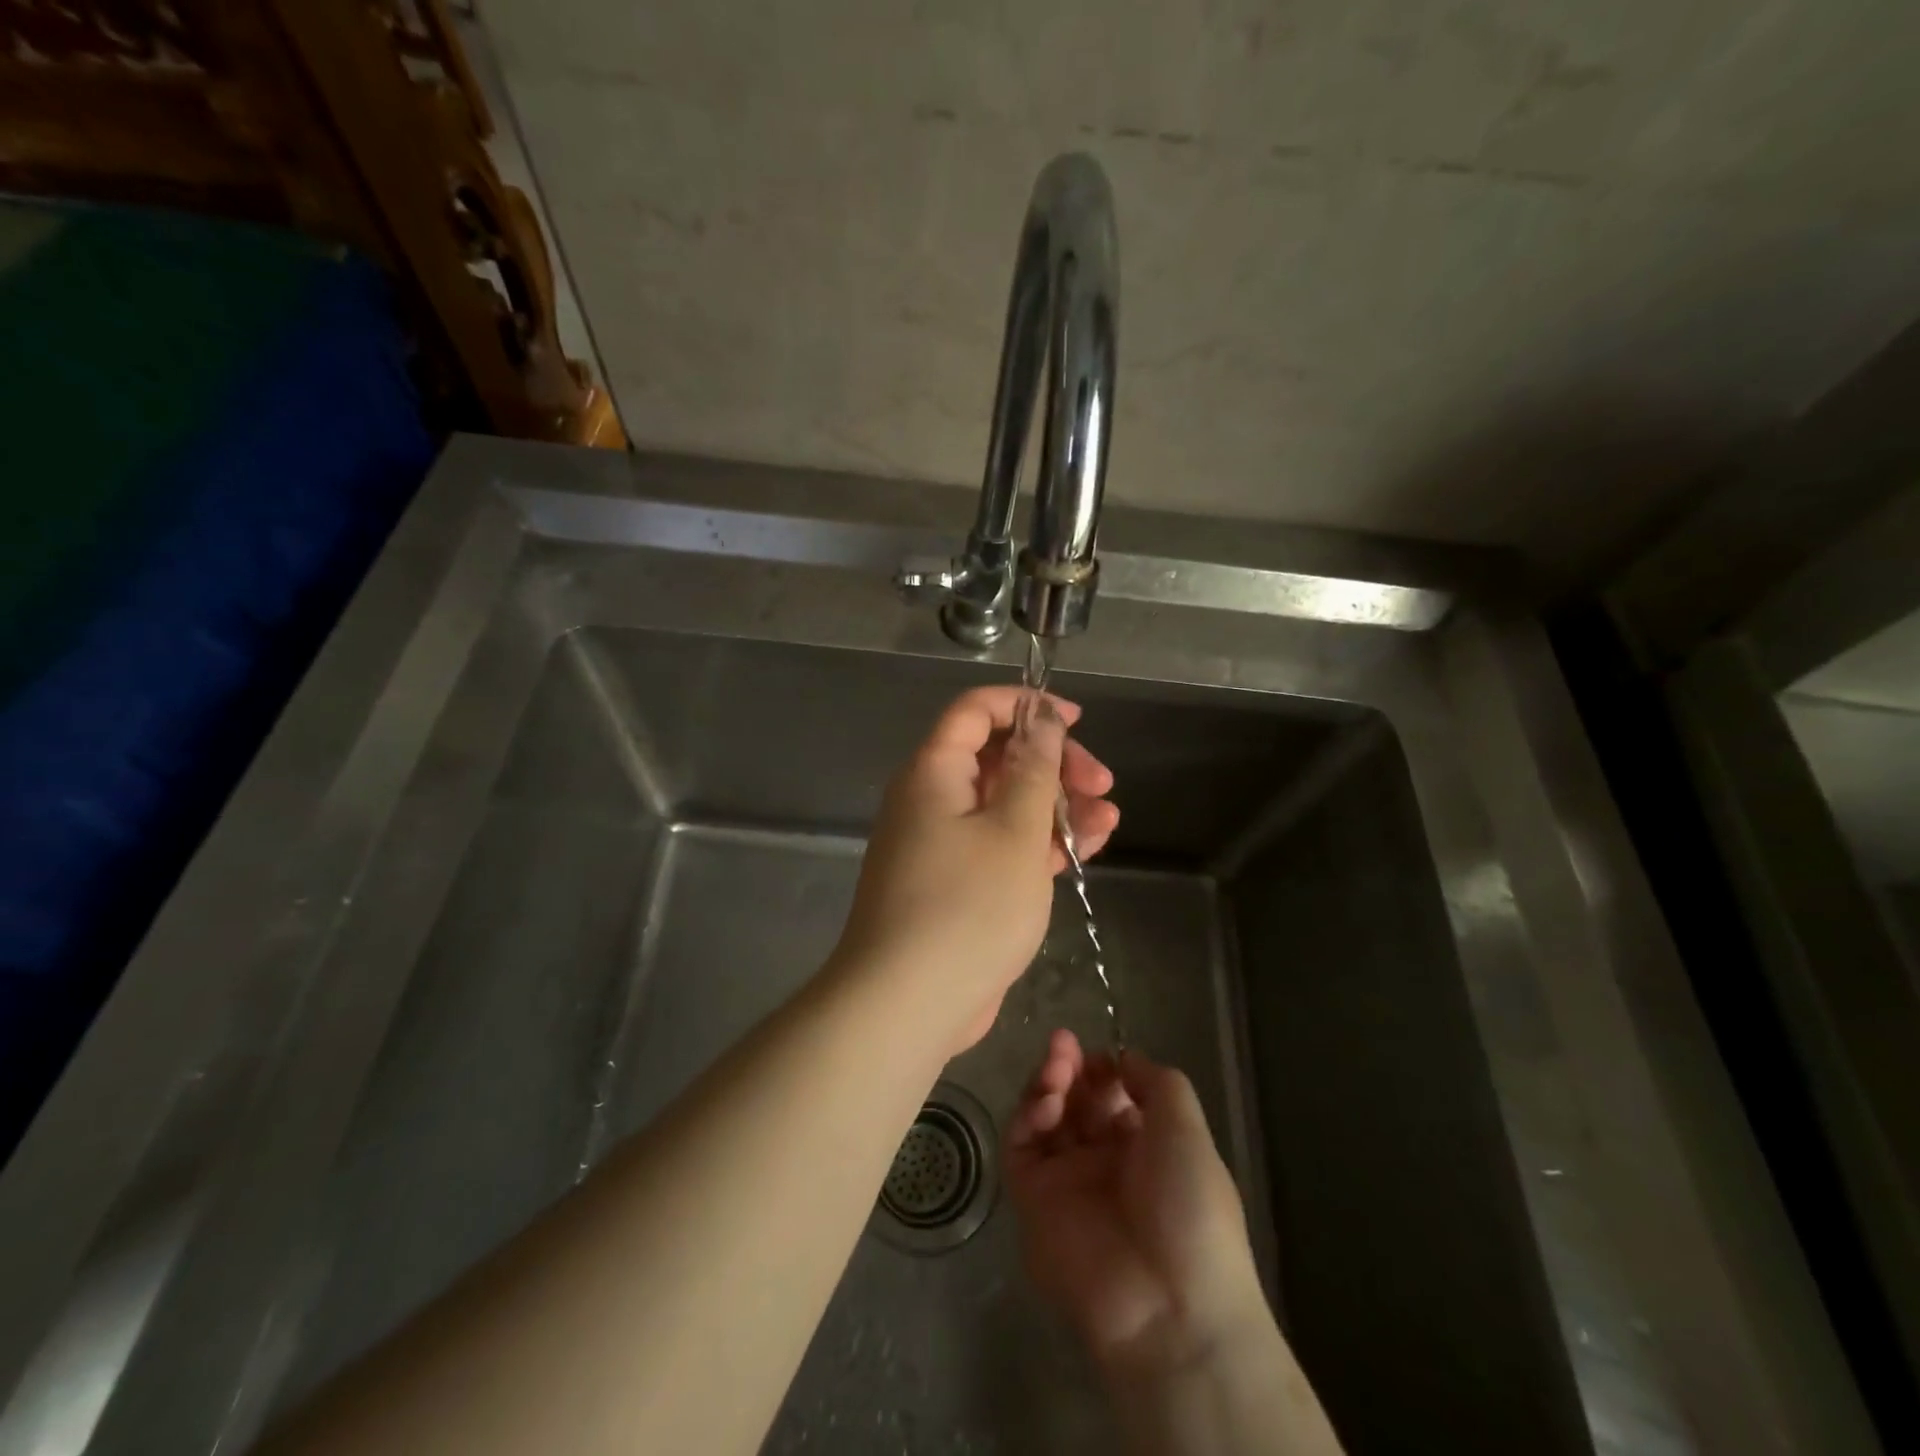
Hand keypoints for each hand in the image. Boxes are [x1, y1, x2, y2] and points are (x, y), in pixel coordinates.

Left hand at [831, 687, 1118, 1050]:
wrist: (908, 1004)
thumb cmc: (968, 906)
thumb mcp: (1015, 830)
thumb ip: (1034, 768)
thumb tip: (1041, 719)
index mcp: (934, 771)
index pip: (976, 711)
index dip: (1026, 706)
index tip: (1075, 721)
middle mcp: (931, 799)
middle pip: (997, 759)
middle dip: (1054, 764)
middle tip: (1102, 783)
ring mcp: (942, 844)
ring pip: (1005, 806)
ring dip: (1056, 807)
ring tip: (1108, 819)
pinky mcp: (956, 884)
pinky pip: (1000, 846)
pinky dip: (1039, 844)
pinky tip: (1085, 849)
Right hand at [1007, 1031, 1270, 1377]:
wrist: (1168, 1305)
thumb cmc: (1190, 1207)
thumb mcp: (1187, 1129)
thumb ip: (1155, 1081)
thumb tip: (1123, 1058)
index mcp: (1145, 1146)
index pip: (1111, 1093)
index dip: (1101, 1067)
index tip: (1097, 1054)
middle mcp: (1104, 1160)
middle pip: (1074, 1099)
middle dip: (1068, 1066)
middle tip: (1063, 1047)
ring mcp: (1066, 1180)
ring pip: (1044, 1117)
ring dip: (1046, 1084)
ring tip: (1055, 1072)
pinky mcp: (1033, 1201)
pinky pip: (1020, 1148)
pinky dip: (1026, 1117)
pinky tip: (1045, 1104)